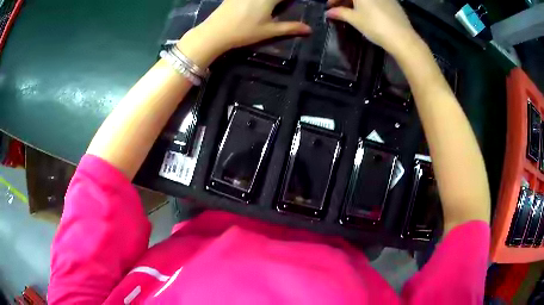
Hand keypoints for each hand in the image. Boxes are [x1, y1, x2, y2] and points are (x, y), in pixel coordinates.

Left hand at [178, 0, 310, 67]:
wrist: (215, 32)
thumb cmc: (244, 32)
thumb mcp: (269, 31)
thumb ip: (290, 28)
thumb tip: (309, 30)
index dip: (291, 0)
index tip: (294, 3)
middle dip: (282, 1)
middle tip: (283, 6)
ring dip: (271, 2)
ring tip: (272, 8)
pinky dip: (258, 1)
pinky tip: (258, 6)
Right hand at [326, 0, 420, 55]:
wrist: (402, 38)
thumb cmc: (375, 26)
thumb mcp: (354, 19)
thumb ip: (340, 13)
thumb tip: (329, 12)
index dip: (334, 0)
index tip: (330, 7)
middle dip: (345, 1)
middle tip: (340, 10)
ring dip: (356, 2)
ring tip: (353, 13)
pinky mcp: (394, 2)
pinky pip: (377, 0)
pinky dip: (369, 4)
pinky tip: (368, 13)